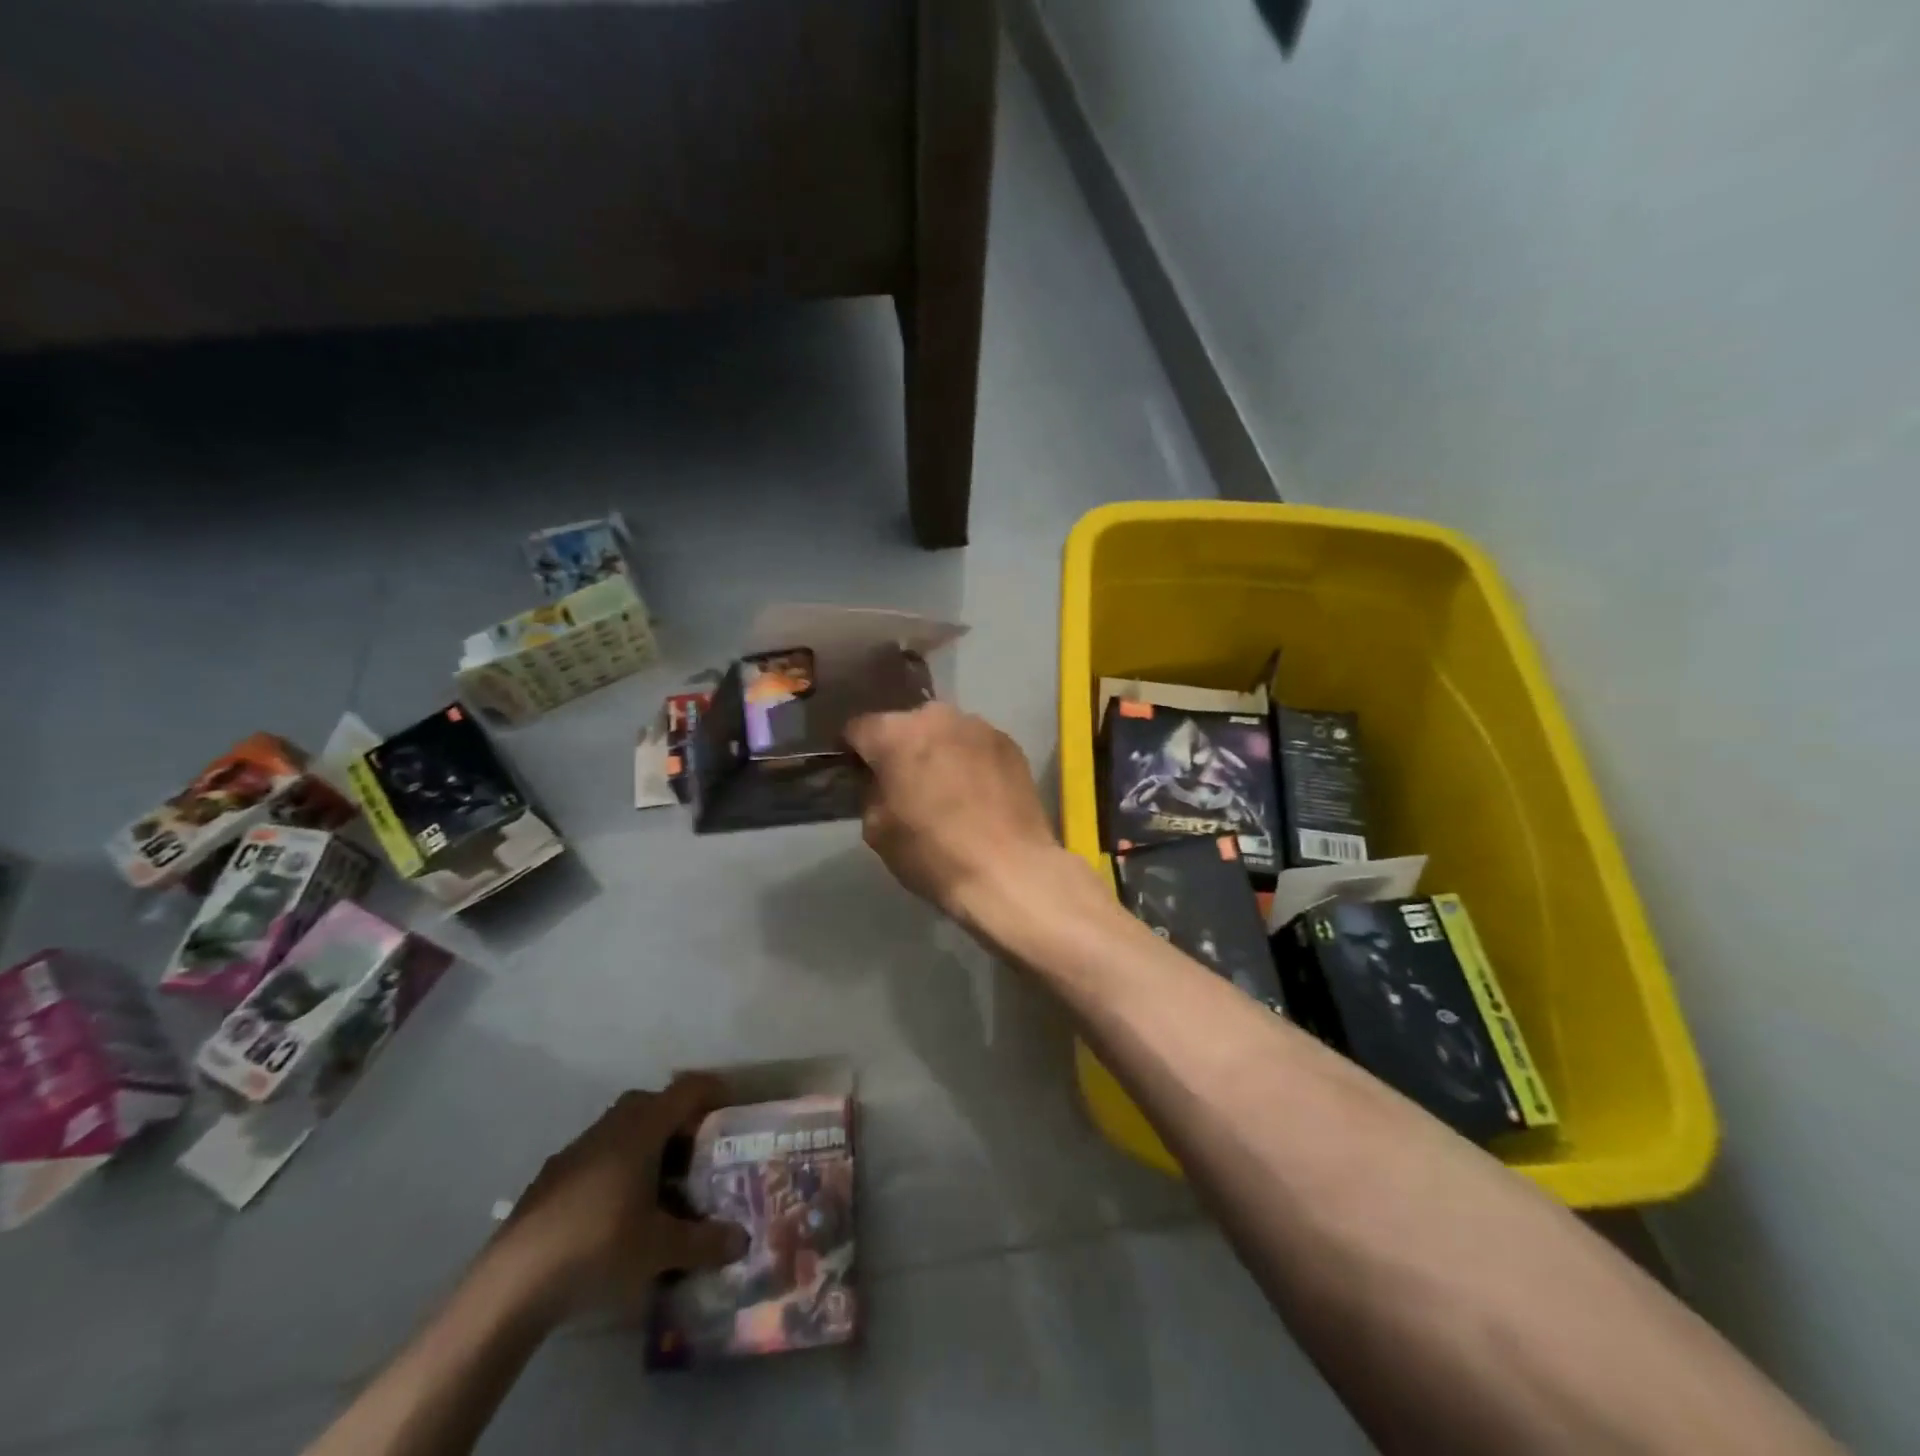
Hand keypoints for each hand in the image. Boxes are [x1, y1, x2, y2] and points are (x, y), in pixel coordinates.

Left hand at [492, 1077, 747, 1320]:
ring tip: (663, 1189)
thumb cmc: (597, 1248)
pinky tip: (618, 1213)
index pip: (688, 1088)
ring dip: (648, 1146)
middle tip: (699, 1156)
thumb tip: (742, 1240)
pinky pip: (599, 1154)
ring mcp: (577, 1149)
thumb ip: (706, 1241)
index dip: (714, 1092)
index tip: (732, 1113)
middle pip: (655, 1103)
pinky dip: (619, 1168)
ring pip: (624, 1129)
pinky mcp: (552, 1176)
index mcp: (642, 1128)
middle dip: (680, 1123)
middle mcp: (612, 1125)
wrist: (509, 1286)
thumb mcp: (660, 1249)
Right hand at [845, 703, 1065, 924]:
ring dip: (937, 751)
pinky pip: (976, 744)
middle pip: (905, 724)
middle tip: (902, 781)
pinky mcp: (1010, 743)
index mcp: (896, 734)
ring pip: (944, 732)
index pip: (859, 728)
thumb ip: (870, 792)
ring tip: (944, 787)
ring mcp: (979, 726)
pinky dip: (969, 759)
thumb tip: (879, 781)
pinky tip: (975, 791)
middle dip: (899, 747)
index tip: (855, 772)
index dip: (852, 751)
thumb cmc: (934, 854)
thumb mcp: (877, 831)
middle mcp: (937, 717)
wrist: (1010, 871)